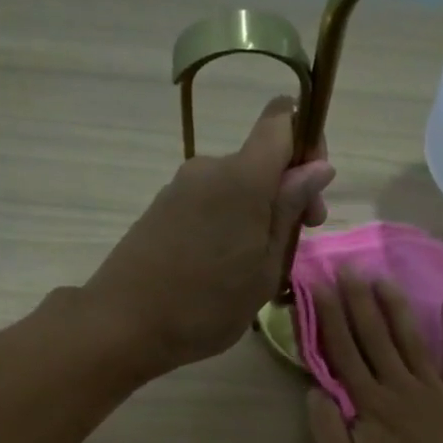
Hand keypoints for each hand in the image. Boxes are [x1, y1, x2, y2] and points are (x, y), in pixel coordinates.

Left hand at [84, 98, 333, 377]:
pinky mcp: (162, 207)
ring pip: (236, 185)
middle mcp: (209, 168)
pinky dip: (228, 223)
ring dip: (256, 214)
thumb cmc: (207, 304)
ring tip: (255, 269)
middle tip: (293, 245)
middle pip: (261, 159)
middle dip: (286, 192)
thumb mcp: (265, 267)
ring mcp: (181, 186)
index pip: (281, 118)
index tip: (312, 191)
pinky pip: (210, 202)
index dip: (307, 141)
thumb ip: (290, 210)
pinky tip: (223, 268)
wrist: (125, 324)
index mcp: (243, 176)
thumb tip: (318, 166)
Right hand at [305, 273, 442, 442]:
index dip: (329, 317)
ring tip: (383, 278)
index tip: (319, 285)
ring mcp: (434, 388)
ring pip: (410, 339)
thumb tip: (314, 392)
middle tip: (348, 267)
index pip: (344, 352)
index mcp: (370, 403)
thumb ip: (328, 433)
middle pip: (375, 336)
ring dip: (395, 307)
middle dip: (358, 300)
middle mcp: (399, 385)